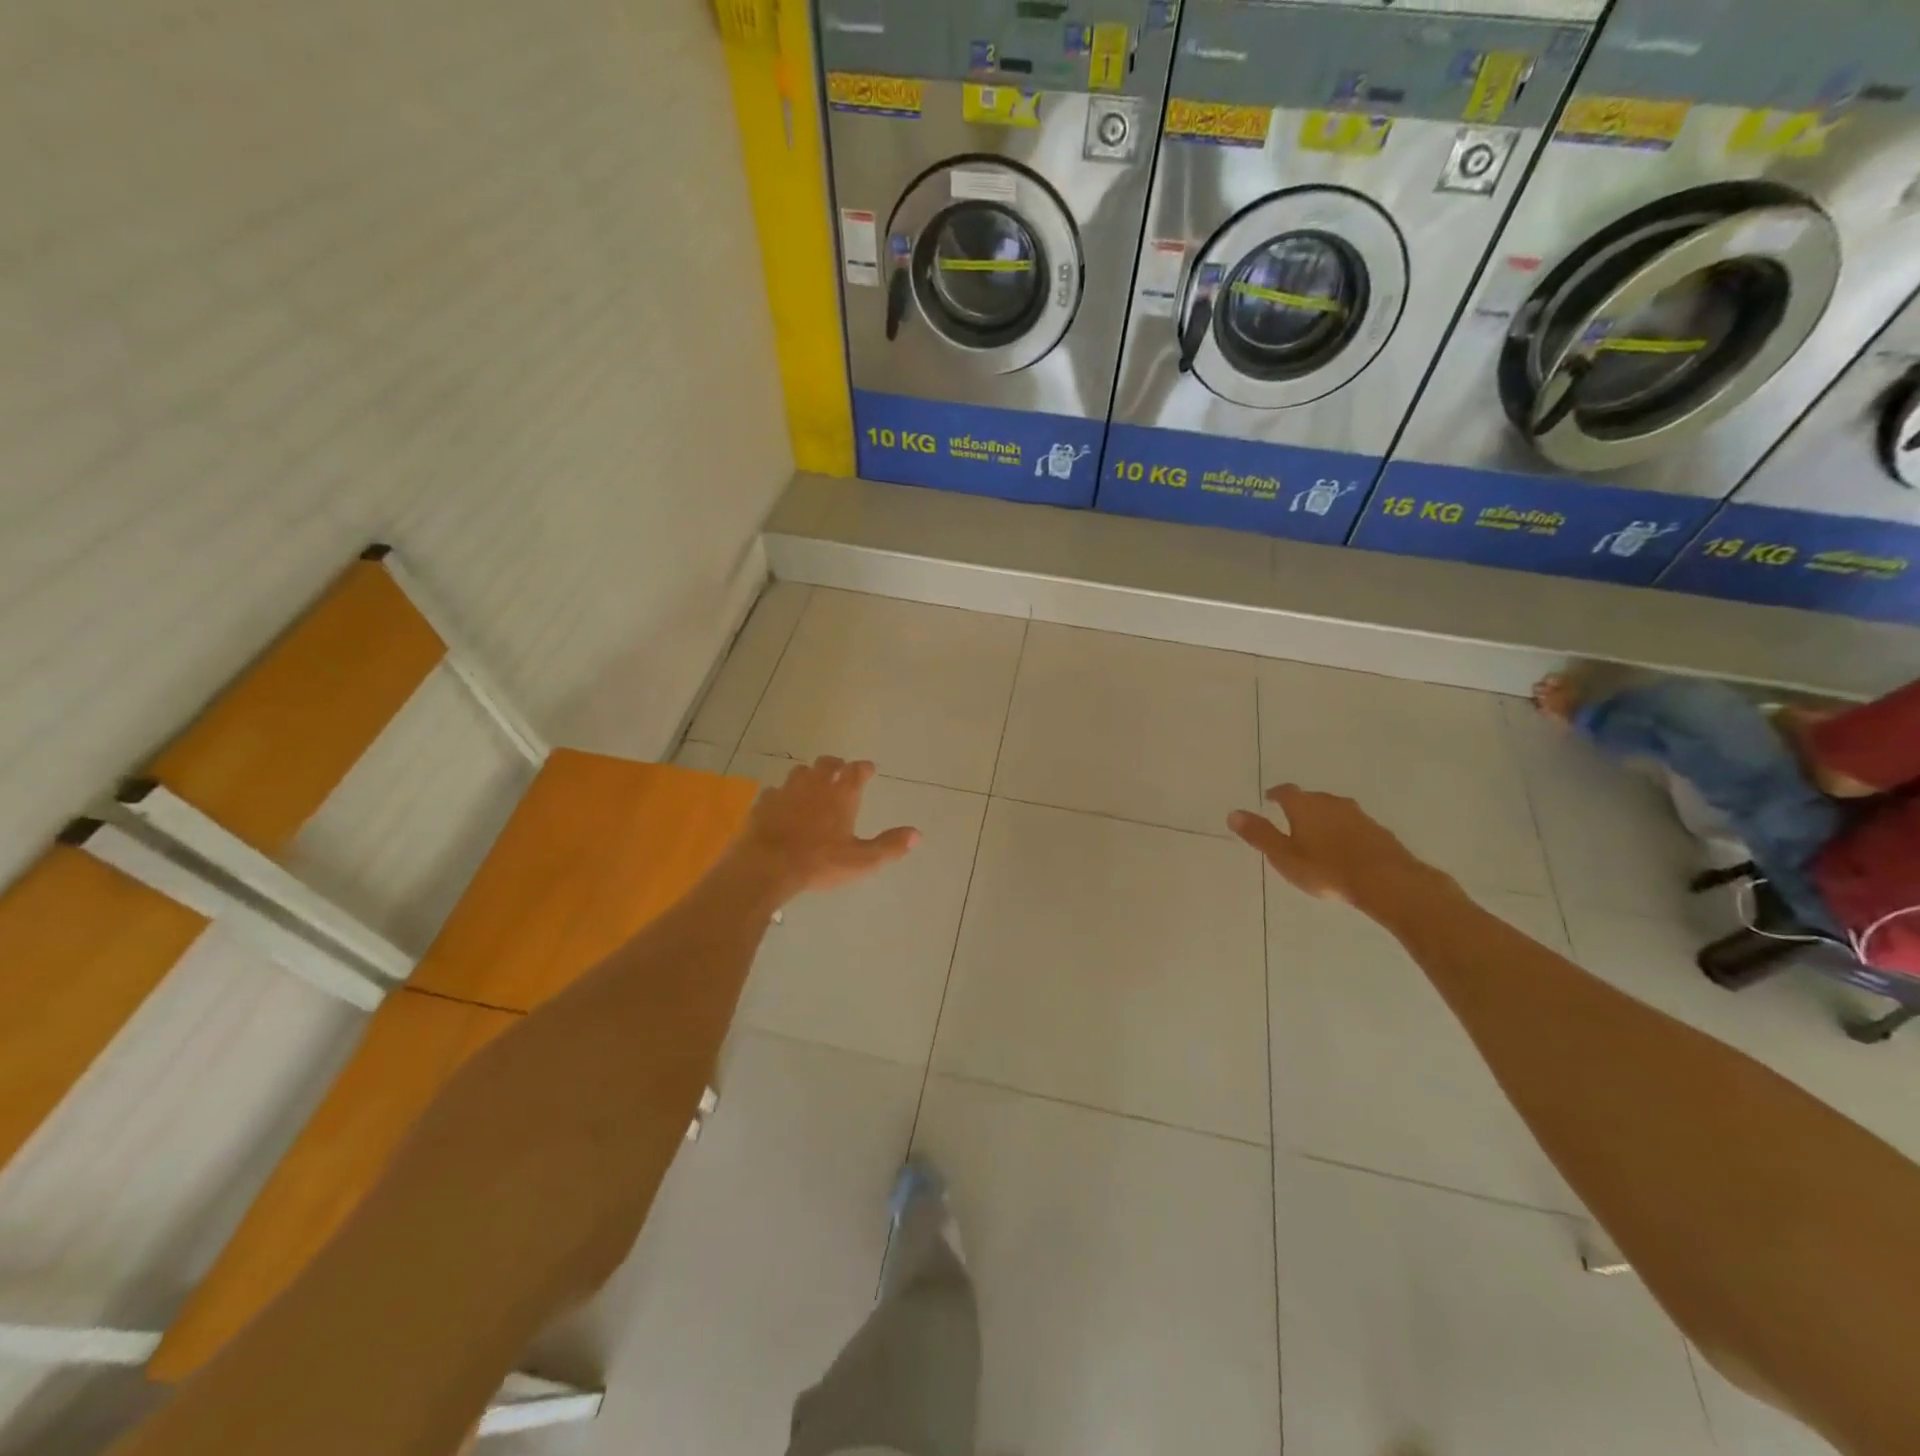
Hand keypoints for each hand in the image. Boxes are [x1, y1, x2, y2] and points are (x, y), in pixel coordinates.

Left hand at [736, 757, 919, 904]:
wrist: (767, 865)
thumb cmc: (819, 862)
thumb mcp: (862, 860)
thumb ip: (889, 846)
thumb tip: (917, 834)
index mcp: (841, 795)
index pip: (856, 771)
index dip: (864, 768)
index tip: (869, 768)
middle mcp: (815, 785)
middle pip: (826, 763)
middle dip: (836, 765)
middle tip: (840, 770)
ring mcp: (786, 791)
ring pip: (800, 772)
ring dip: (809, 775)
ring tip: (812, 783)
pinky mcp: (764, 803)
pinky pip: (776, 791)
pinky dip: (783, 794)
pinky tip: (783, 804)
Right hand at [1228, 784, 1433, 910]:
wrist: (1387, 881)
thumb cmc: (1326, 869)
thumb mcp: (1284, 856)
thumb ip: (1259, 835)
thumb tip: (1233, 813)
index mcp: (1305, 806)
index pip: (1286, 791)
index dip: (1275, 793)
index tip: (1269, 798)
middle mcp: (1331, 802)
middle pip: (1311, 798)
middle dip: (1300, 806)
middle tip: (1290, 819)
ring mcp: (1358, 815)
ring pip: (1334, 810)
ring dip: (1323, 818)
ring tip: (1316, 834)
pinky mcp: (1378, 831)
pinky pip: (1353, 825)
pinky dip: (1343, 831)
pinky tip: (1344, 848)